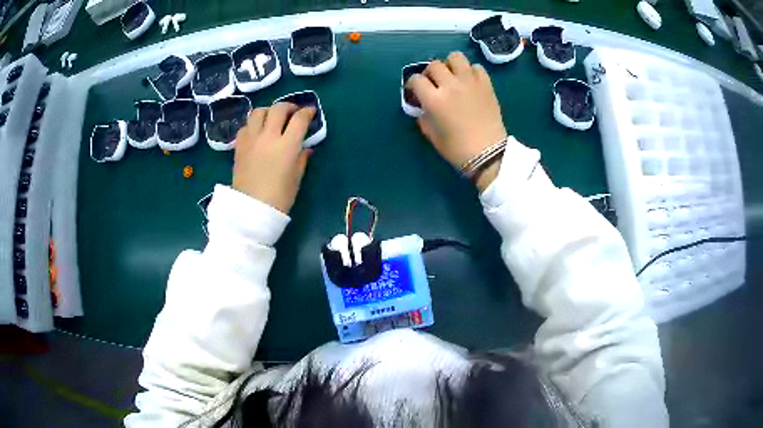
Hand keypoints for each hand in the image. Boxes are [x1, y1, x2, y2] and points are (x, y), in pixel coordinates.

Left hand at [233, 103, 314, 213]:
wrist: (251, 210)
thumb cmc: (279, 198)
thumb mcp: (296, 178)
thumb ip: (301, 159)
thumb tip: (305, 148)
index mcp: (287, 145)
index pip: (300, 119)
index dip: (307, 112)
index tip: (310, 112)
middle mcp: (269, 136)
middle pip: (278, 109)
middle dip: (288, 107)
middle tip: (292, 113)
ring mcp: (252, 139)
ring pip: (258, 112)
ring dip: (268, 111)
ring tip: (272, 118)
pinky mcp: (239, 146)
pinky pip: (245, 126)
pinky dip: (253, 124)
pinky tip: (257, 132)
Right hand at [407, 52, 506, 191]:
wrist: (488, 154)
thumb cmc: (457, 149)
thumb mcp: (432, 135)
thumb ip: (424, 116)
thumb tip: (423, 107)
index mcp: (434, 100)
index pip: (416, 80)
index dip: (413, 84)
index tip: (415, 91)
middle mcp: (451, 85)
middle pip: (434, 65)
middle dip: (430, 73)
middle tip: (434, 83)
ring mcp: (470, 82)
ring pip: (456, 57)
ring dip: (450, 64)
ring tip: (453, 76)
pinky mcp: (486, 84)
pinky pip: (476, 67)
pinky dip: (470, 71)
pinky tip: (470, 82)